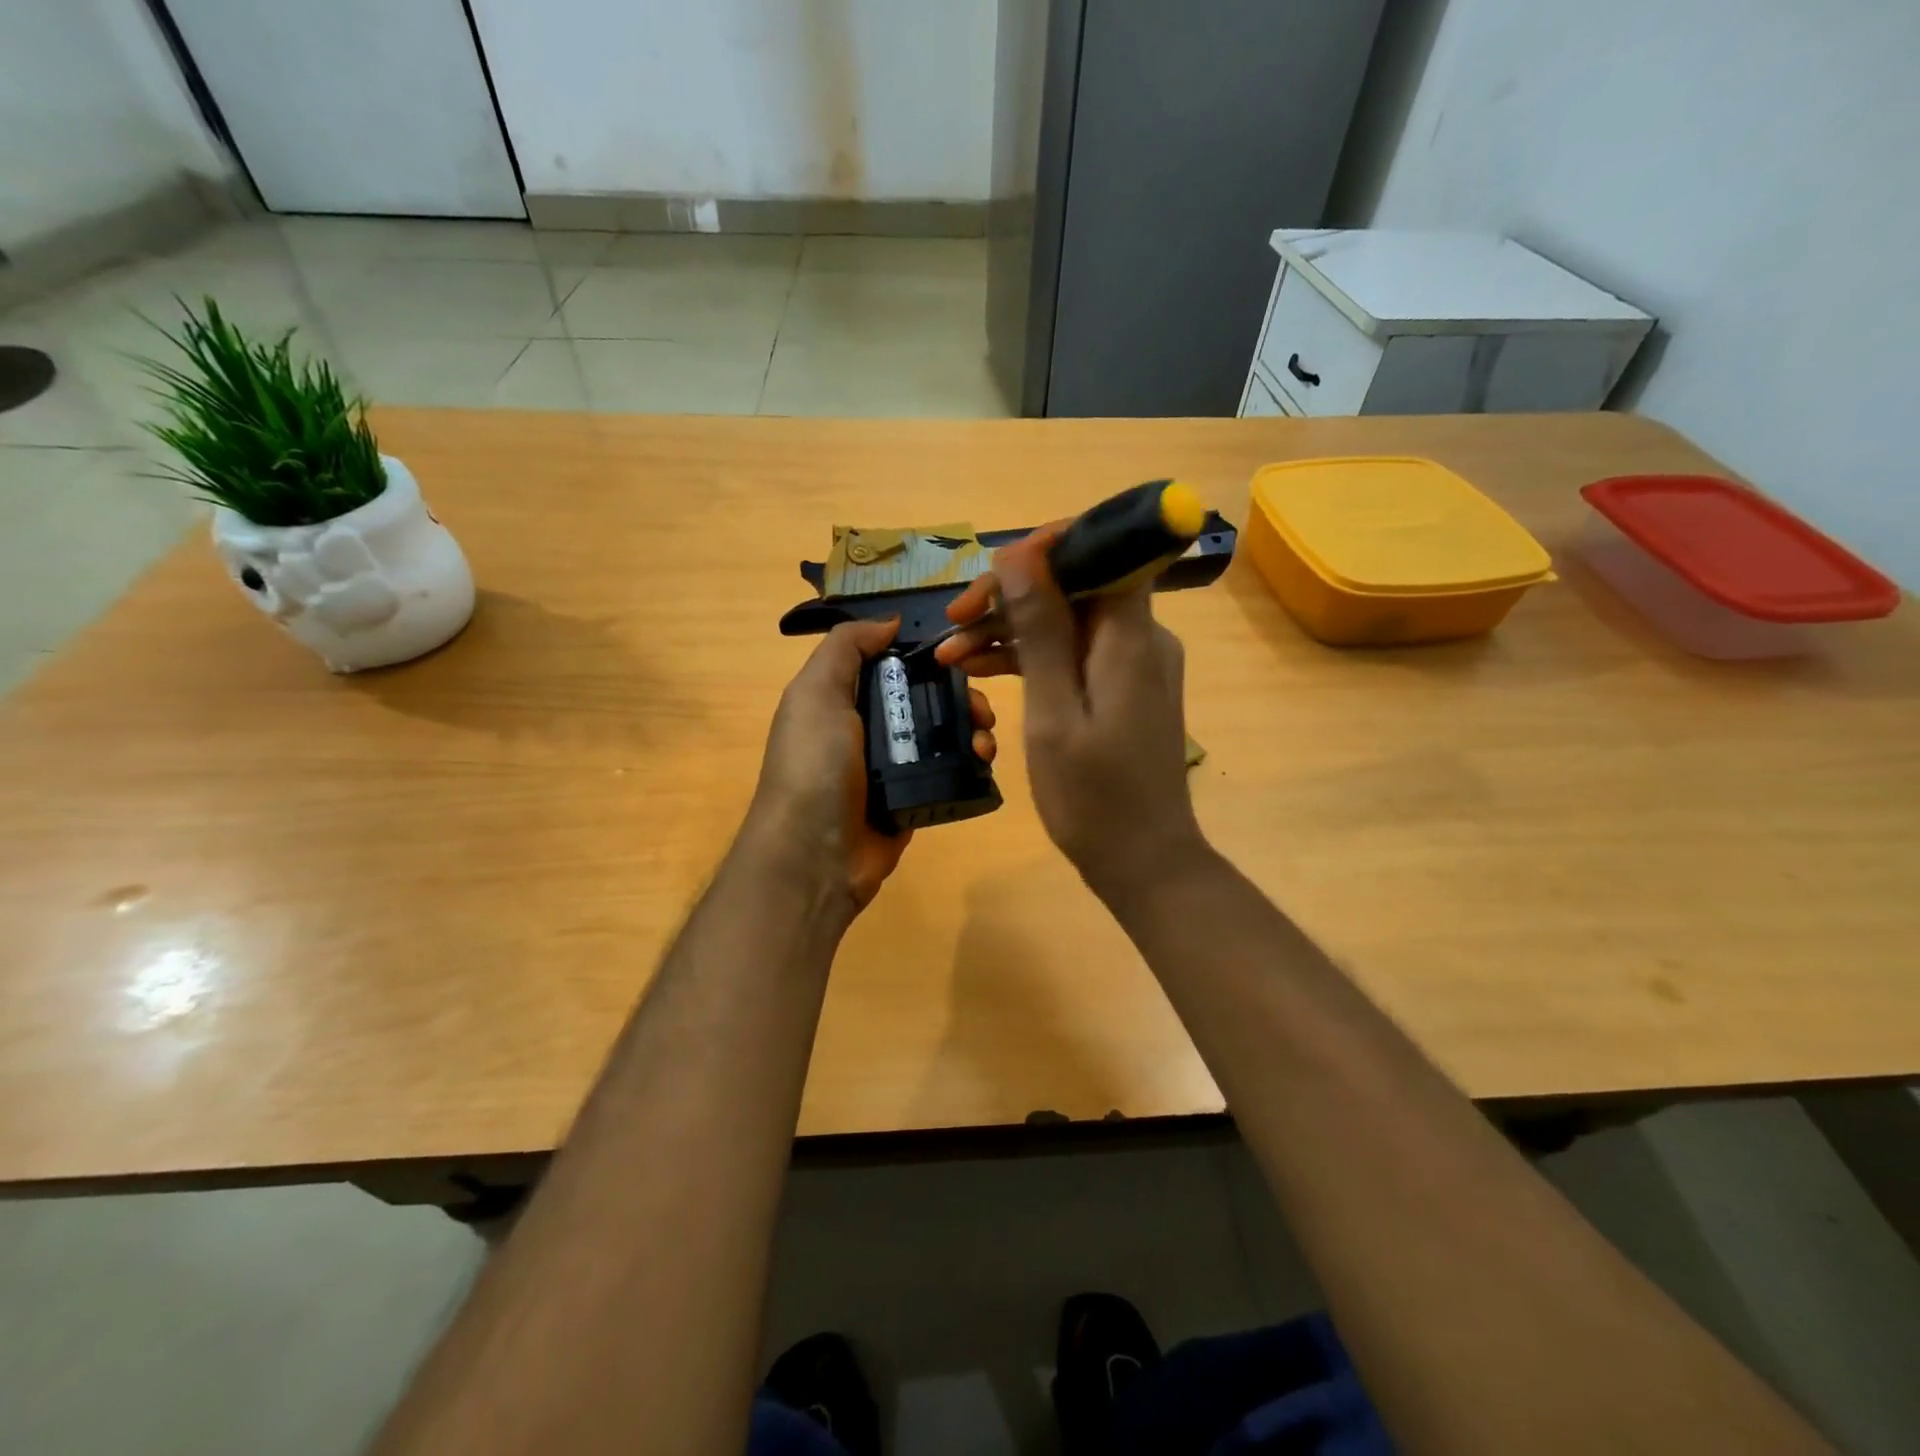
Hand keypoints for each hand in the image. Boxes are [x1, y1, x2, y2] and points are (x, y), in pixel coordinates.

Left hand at [748, 618, 996, 911]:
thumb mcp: (816, 693)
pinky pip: (951, 772)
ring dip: (972, 728)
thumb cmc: (814, 765)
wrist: (815, 856)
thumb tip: (891, 621)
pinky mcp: (915, 798)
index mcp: (843, 699)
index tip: (960, 654)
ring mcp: (894, 767)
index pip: (894, 664)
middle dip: (960, 695)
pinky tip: (985, 761)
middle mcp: (869, 728)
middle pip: (927, 698)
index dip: (927, 655)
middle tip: (981, 707)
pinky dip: (972, 763)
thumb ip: (846, 647)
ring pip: (944, 734)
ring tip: (985, 740)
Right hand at [935, 528, 1204, 902]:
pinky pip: (1074, 654)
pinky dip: (1032, 658)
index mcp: (1131, 636)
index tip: (994, 571)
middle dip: (1011, 595)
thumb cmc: (1094, 796)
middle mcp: (1140, 637)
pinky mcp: (1121, 688)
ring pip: (1067, 621)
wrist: (1144, 860)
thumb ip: (1039, 630)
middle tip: (951, 621)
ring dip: (1011, 630)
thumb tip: (1020, 553)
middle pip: (1075, 585)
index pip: (1104, 551)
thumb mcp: (1053, 713)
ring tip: (950, 654)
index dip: (1048, 547)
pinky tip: (982, 670)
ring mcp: (1132, 664)